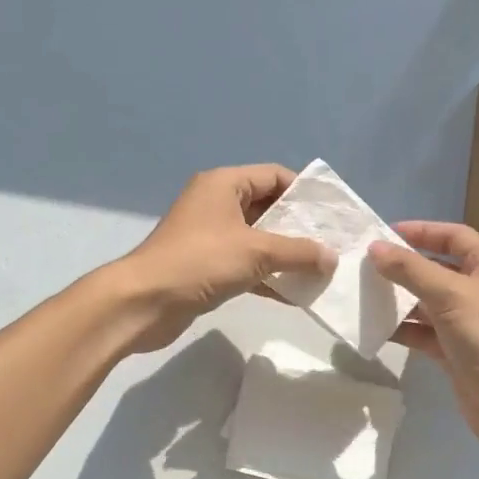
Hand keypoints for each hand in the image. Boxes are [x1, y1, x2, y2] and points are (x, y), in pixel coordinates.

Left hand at [109, 164, 335, 353]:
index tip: (333, 214)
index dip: (305, 192)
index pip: (274, 176)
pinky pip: (246, 265)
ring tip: (321, 270)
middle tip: (333, 244)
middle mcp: (216, 204)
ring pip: (258, 240)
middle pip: (268, 208)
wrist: (145, 302)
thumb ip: (299, 252)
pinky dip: (268, 276)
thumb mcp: (257, 251)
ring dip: (286, 255)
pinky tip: (295, 294)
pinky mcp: (206, 267)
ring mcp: (209, 237)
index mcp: (224, 185)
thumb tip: (332, 257)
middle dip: (300, 227)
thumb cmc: (200, 261)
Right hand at [368, 222, 478, 460]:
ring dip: (398, 299)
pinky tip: (374, 328)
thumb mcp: (449, 295)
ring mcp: (468, 321)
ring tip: (361, 295)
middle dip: (402, 267)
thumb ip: (410, 270)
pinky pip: (423, 331)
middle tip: (363, 266)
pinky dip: (402, 328)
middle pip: (436, 268)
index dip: (420, 231)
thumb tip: (375, 248)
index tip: (382, 234)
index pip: (452, 236)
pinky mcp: (456, 350)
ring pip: (426, 301)